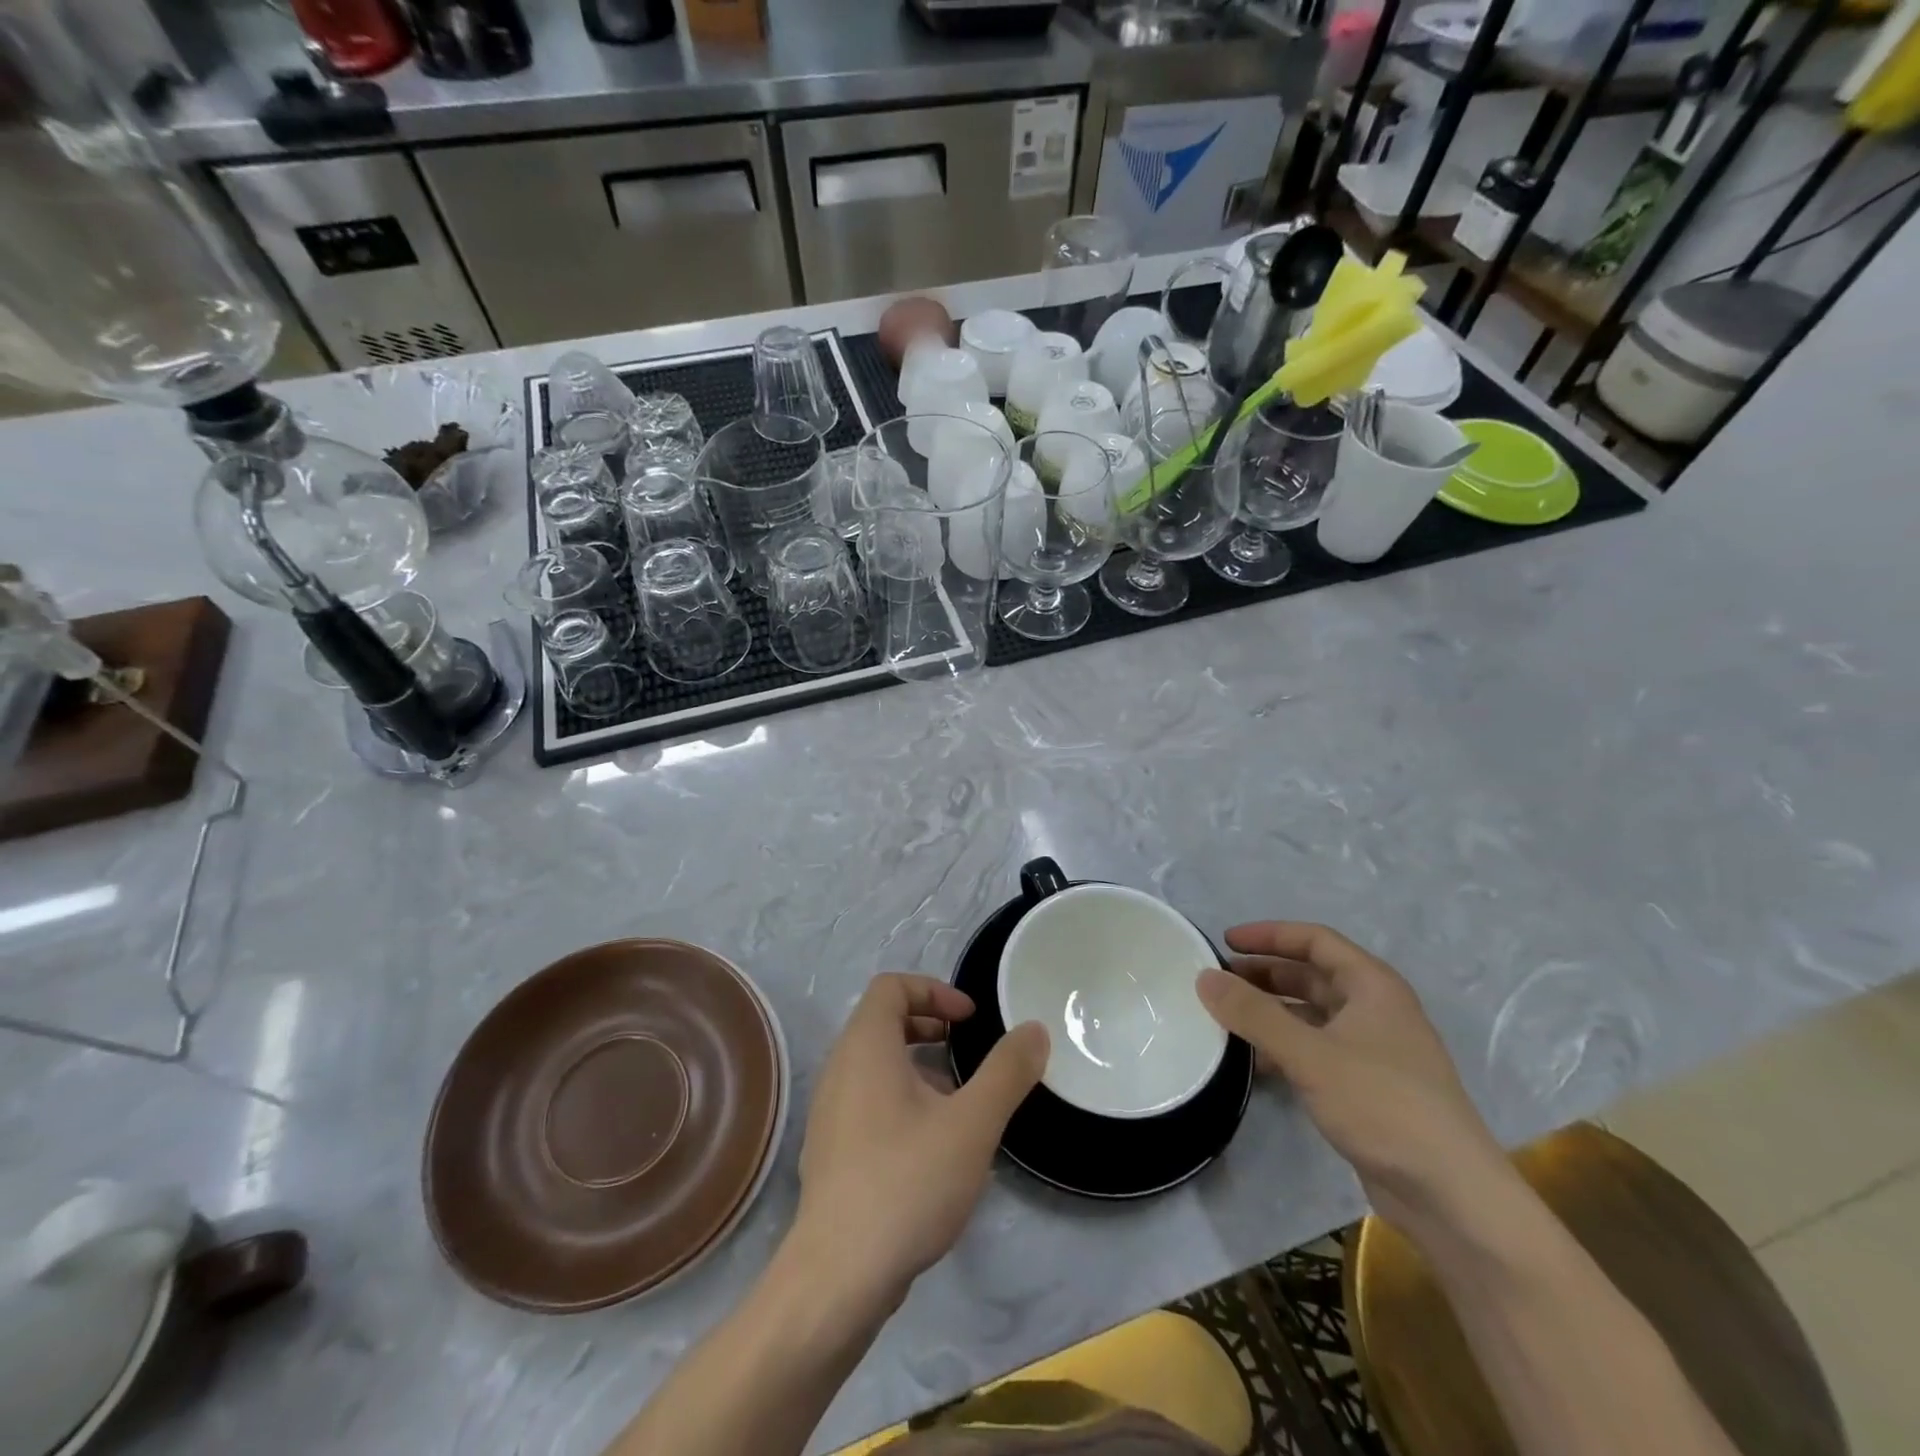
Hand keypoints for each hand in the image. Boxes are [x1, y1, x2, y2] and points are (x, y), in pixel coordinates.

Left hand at [793, 975, 1047, 1304]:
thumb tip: (1034, 1030)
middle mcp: (839, 1069)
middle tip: (967, 1051)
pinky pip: (868, 1100)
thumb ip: (1006, 1072)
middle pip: (882, 1021)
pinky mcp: (831, 1151)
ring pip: (876, 1064)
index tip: (969, 1021)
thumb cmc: (906, 1183)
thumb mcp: (971, 1124)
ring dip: (919, 1066)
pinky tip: (934, 1146)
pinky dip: (902, 1099)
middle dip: (929, 1026)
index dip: (933, 990)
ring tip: (959, 1100)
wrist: (838, 1278)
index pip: (891, 986)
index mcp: (865, 1047)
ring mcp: (830, 1112)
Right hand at [1196, 923, 1505, 1237]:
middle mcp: (1375, 1010)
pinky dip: (1283, 1047)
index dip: (1269, 935)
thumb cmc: (1383, 1105)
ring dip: (1271, 1012)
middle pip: (1311, 976)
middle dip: (1264, 974)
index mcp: (1372, 986)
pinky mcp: (1366, 1087)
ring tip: (1226, 1018)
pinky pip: (1315, 1050)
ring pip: (1311, 1015)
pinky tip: (1253, 1062)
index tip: (1225, 942)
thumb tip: (1204, 977)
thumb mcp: (1310, 1054)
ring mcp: (1373, 1050)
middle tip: (1217, 981)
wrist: (1451, 1195)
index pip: (1315, 940)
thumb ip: (1253, 1014)